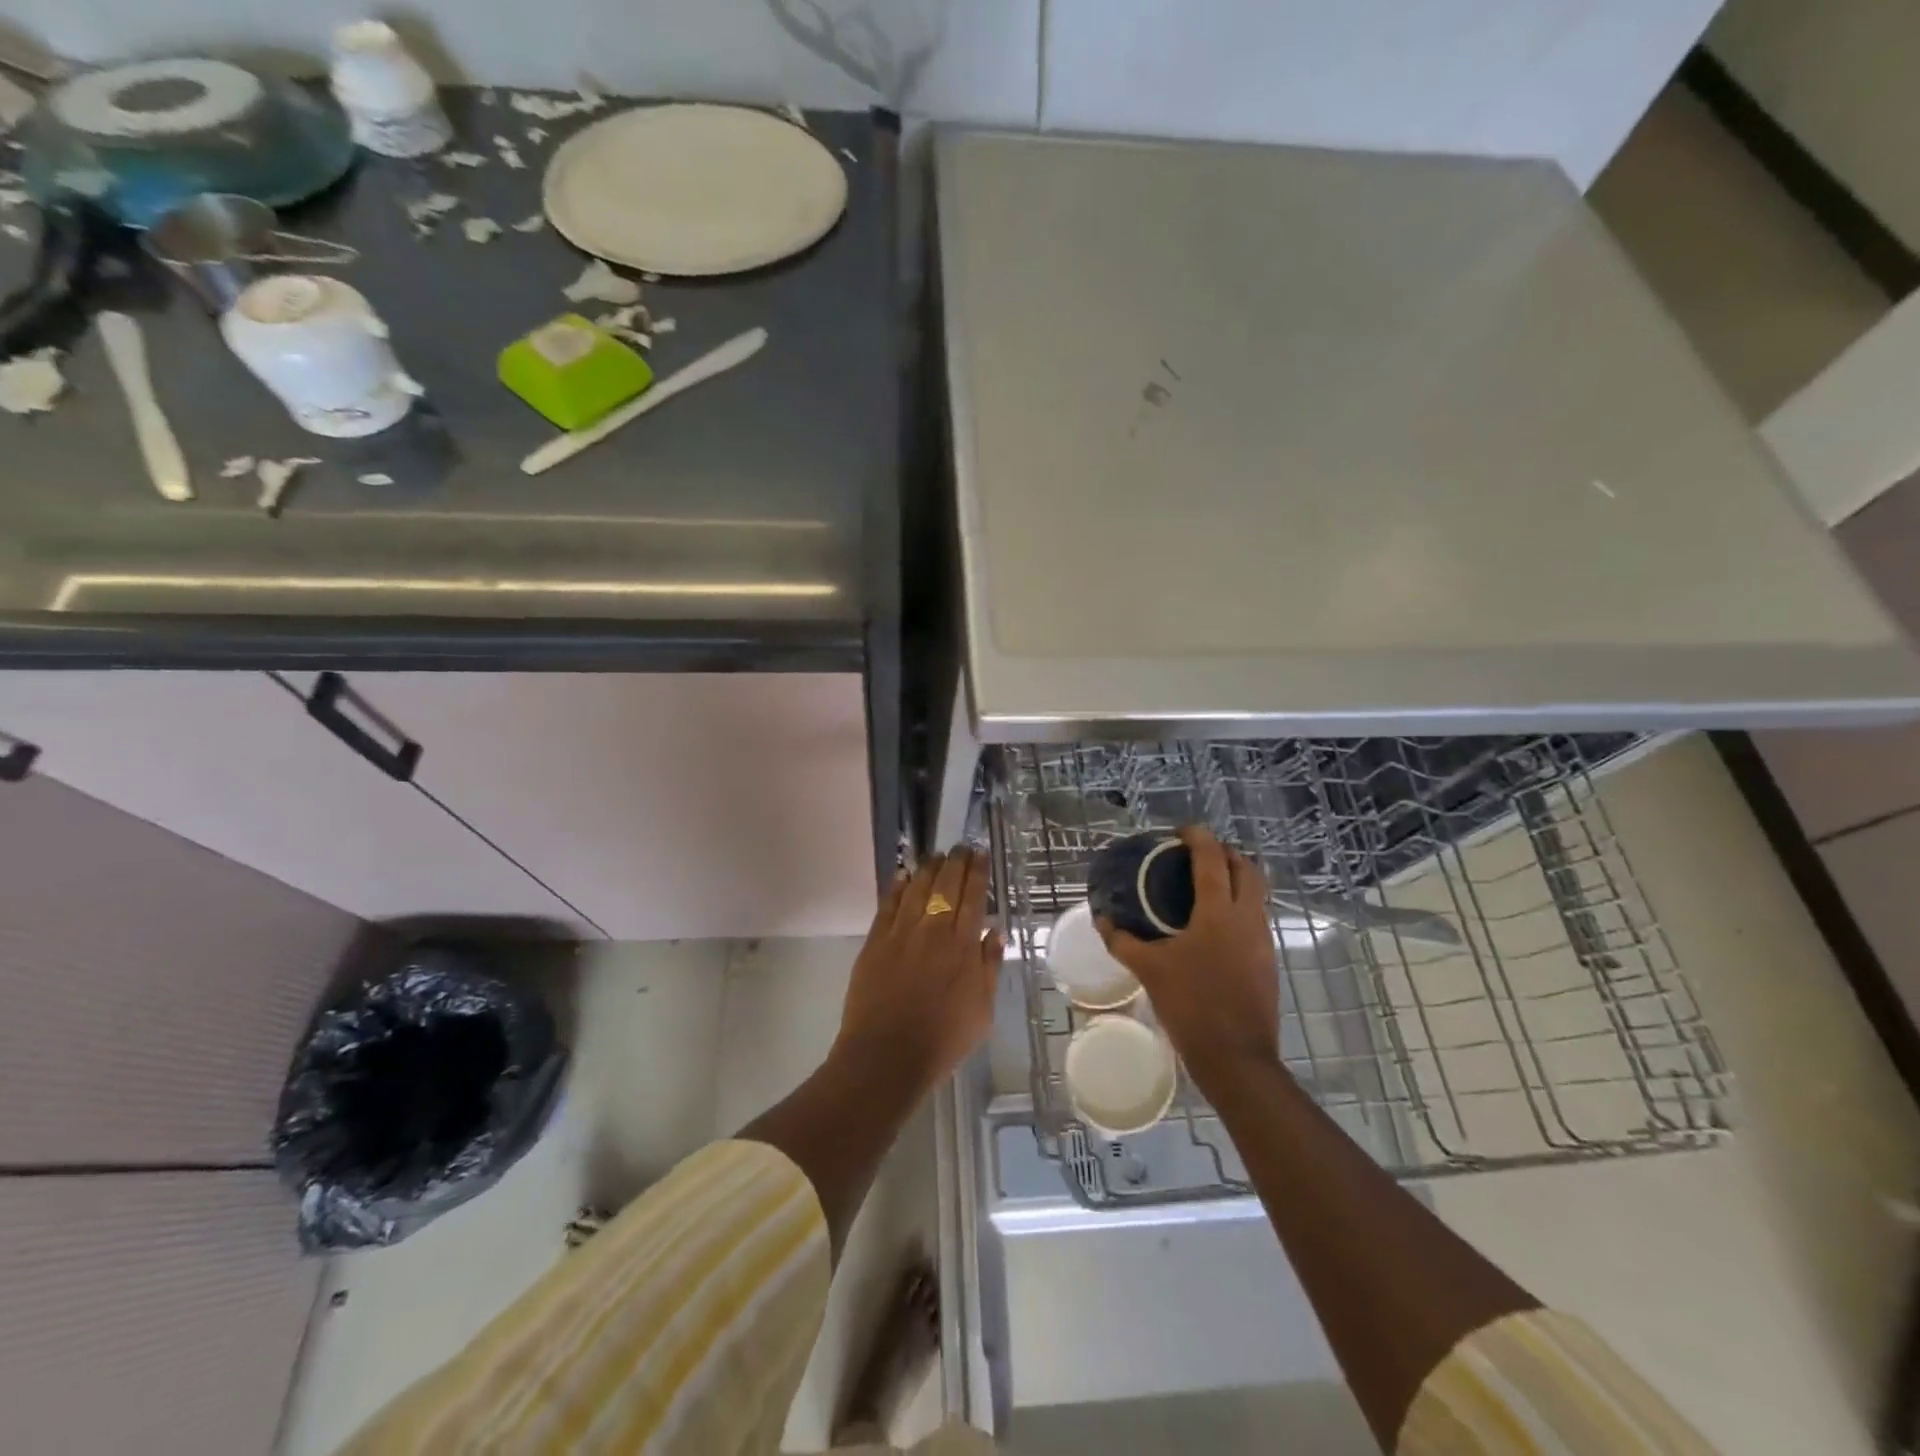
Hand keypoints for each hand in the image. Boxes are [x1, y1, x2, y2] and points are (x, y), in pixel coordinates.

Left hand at [833, 847, 1003, 1100]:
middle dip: (955, 861)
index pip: (973, 896)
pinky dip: (897, 886)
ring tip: (936, 855)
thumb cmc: (943, 1039)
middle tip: (960, 847)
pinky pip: (888, 904)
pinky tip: (903, 875)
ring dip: (928, 867)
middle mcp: (933, 930)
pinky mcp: (875, 941)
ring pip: (916, 888)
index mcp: (963, 946)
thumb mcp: (982, 1010)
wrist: (887, 1055)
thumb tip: (995, 931)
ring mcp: (901, 933)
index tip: (980, 854)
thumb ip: (989, 967)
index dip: (977, 872)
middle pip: (945, 884)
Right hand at [1097, 826, 1280, 1092]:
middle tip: (1196, 854)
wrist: (1237, 1058)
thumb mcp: (1149, 971)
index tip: (1180, 832)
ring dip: (1235, 878)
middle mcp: (1247, 918)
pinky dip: (1239, 905)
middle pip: (1246, 868)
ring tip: (1204, 884)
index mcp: (1219, 913)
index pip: (1213, 859)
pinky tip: (1214, 924)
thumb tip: (1102, 920)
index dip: (1198, 838)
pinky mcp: (1268, 960)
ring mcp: (1263, 940)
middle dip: (1224, 853)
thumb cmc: (1191, 1007)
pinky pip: (1256, 917)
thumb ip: (1122, 942)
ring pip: (1257, 893)